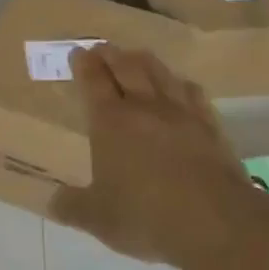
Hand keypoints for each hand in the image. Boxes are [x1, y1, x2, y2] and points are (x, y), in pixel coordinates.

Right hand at [50, 45, 257, 268]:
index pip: (94, 82)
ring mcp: (181, 113)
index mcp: (111, 122)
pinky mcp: (210, 126)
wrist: (215, 222)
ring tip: (137, 55)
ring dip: (145, 61)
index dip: (84, 65)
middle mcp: (145, 107)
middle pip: (127, 68)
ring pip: (161, 74)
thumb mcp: (98, 218)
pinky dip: (181, 83)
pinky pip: (193, 93)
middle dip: (111, 55)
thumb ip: (72, 206)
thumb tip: (53, 201)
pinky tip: (182, 85)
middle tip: (102, 47)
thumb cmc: (146, 216)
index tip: (78, 52)